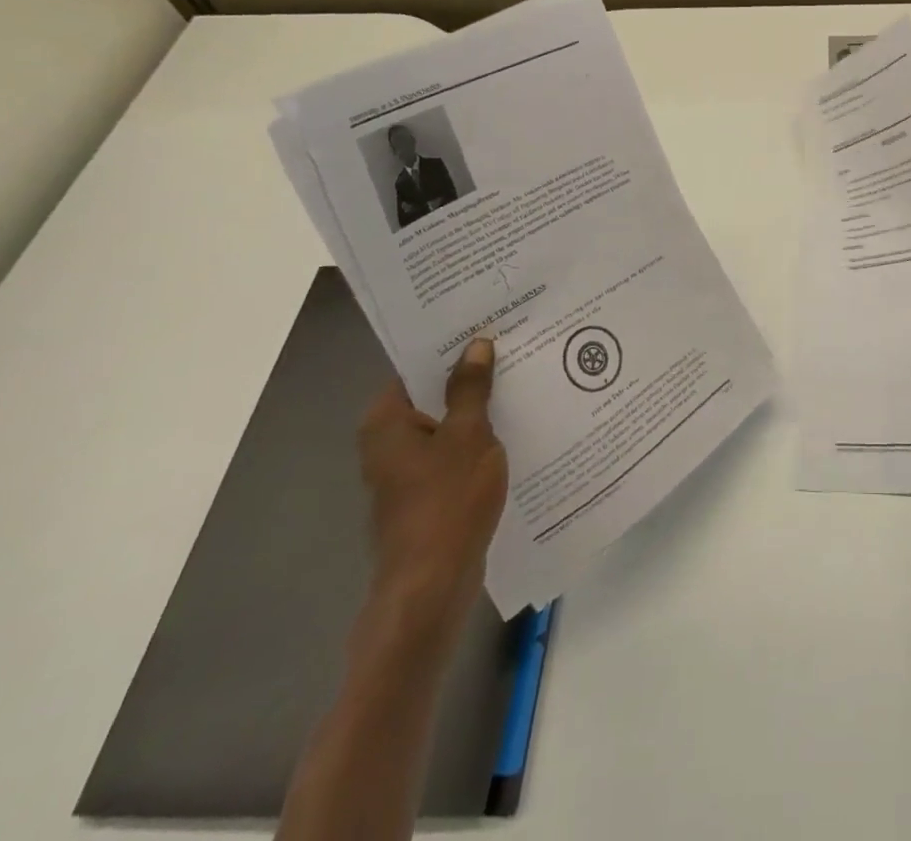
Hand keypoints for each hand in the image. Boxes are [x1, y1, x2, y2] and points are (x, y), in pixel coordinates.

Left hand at [357, 338, 508, 642]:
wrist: (433, 585)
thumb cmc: (446, 501)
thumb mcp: (468, 434)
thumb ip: (471, 388)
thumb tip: (476, 345)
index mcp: (387, 421)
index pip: (416, 367)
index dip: (452, 347)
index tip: (488, 326)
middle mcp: (388, 442)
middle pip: (433, 395)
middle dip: (472, 376)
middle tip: (516, 347)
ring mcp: (406, 471)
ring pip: (447, 425)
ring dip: (480, 409)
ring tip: (523, 382)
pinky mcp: (427, 494)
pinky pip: (455, 452)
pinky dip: (479, 440)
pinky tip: (516, 430)